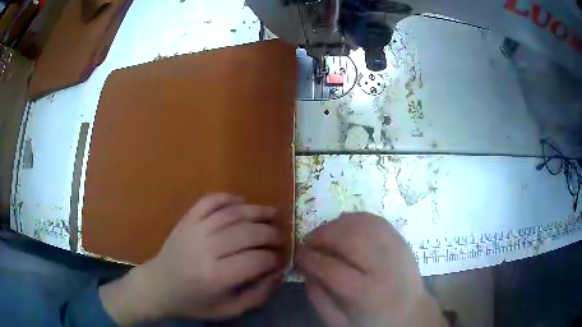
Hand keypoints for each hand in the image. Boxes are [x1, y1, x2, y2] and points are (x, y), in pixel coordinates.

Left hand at [100, 194, 286, 323]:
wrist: (158, 286)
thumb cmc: (193, 303)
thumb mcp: (228, 310)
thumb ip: (257, 294)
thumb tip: (278, 273)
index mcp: (216, 277)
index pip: (257, 260)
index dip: (274, 258)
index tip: (279, 260)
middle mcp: (206, 249)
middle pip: (248, 233)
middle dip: (270, 233)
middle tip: (280, 236)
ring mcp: (194, 230)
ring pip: (232, 213)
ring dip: (256, 211)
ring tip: (272, 212)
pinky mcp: (186, 220)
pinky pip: (209, 201)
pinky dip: (227, 197)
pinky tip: (241, 201)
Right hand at [296, 213, 446, 326]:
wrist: (411, 313)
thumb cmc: (374, 321)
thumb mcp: (341, 322)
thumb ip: (319, 299)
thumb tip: (305, 271)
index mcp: (367, 293)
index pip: (331, 268)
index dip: (309, 258)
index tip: (298, 256)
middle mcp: (384, 266)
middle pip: (348, 238)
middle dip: (321, 235)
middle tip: (308, 241)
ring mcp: (396, 249)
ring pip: (362, 224)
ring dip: (336, 225)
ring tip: (323, 234)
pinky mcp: (401, 240)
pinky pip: (375, 220)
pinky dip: (355, 219)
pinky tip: (344, 227)